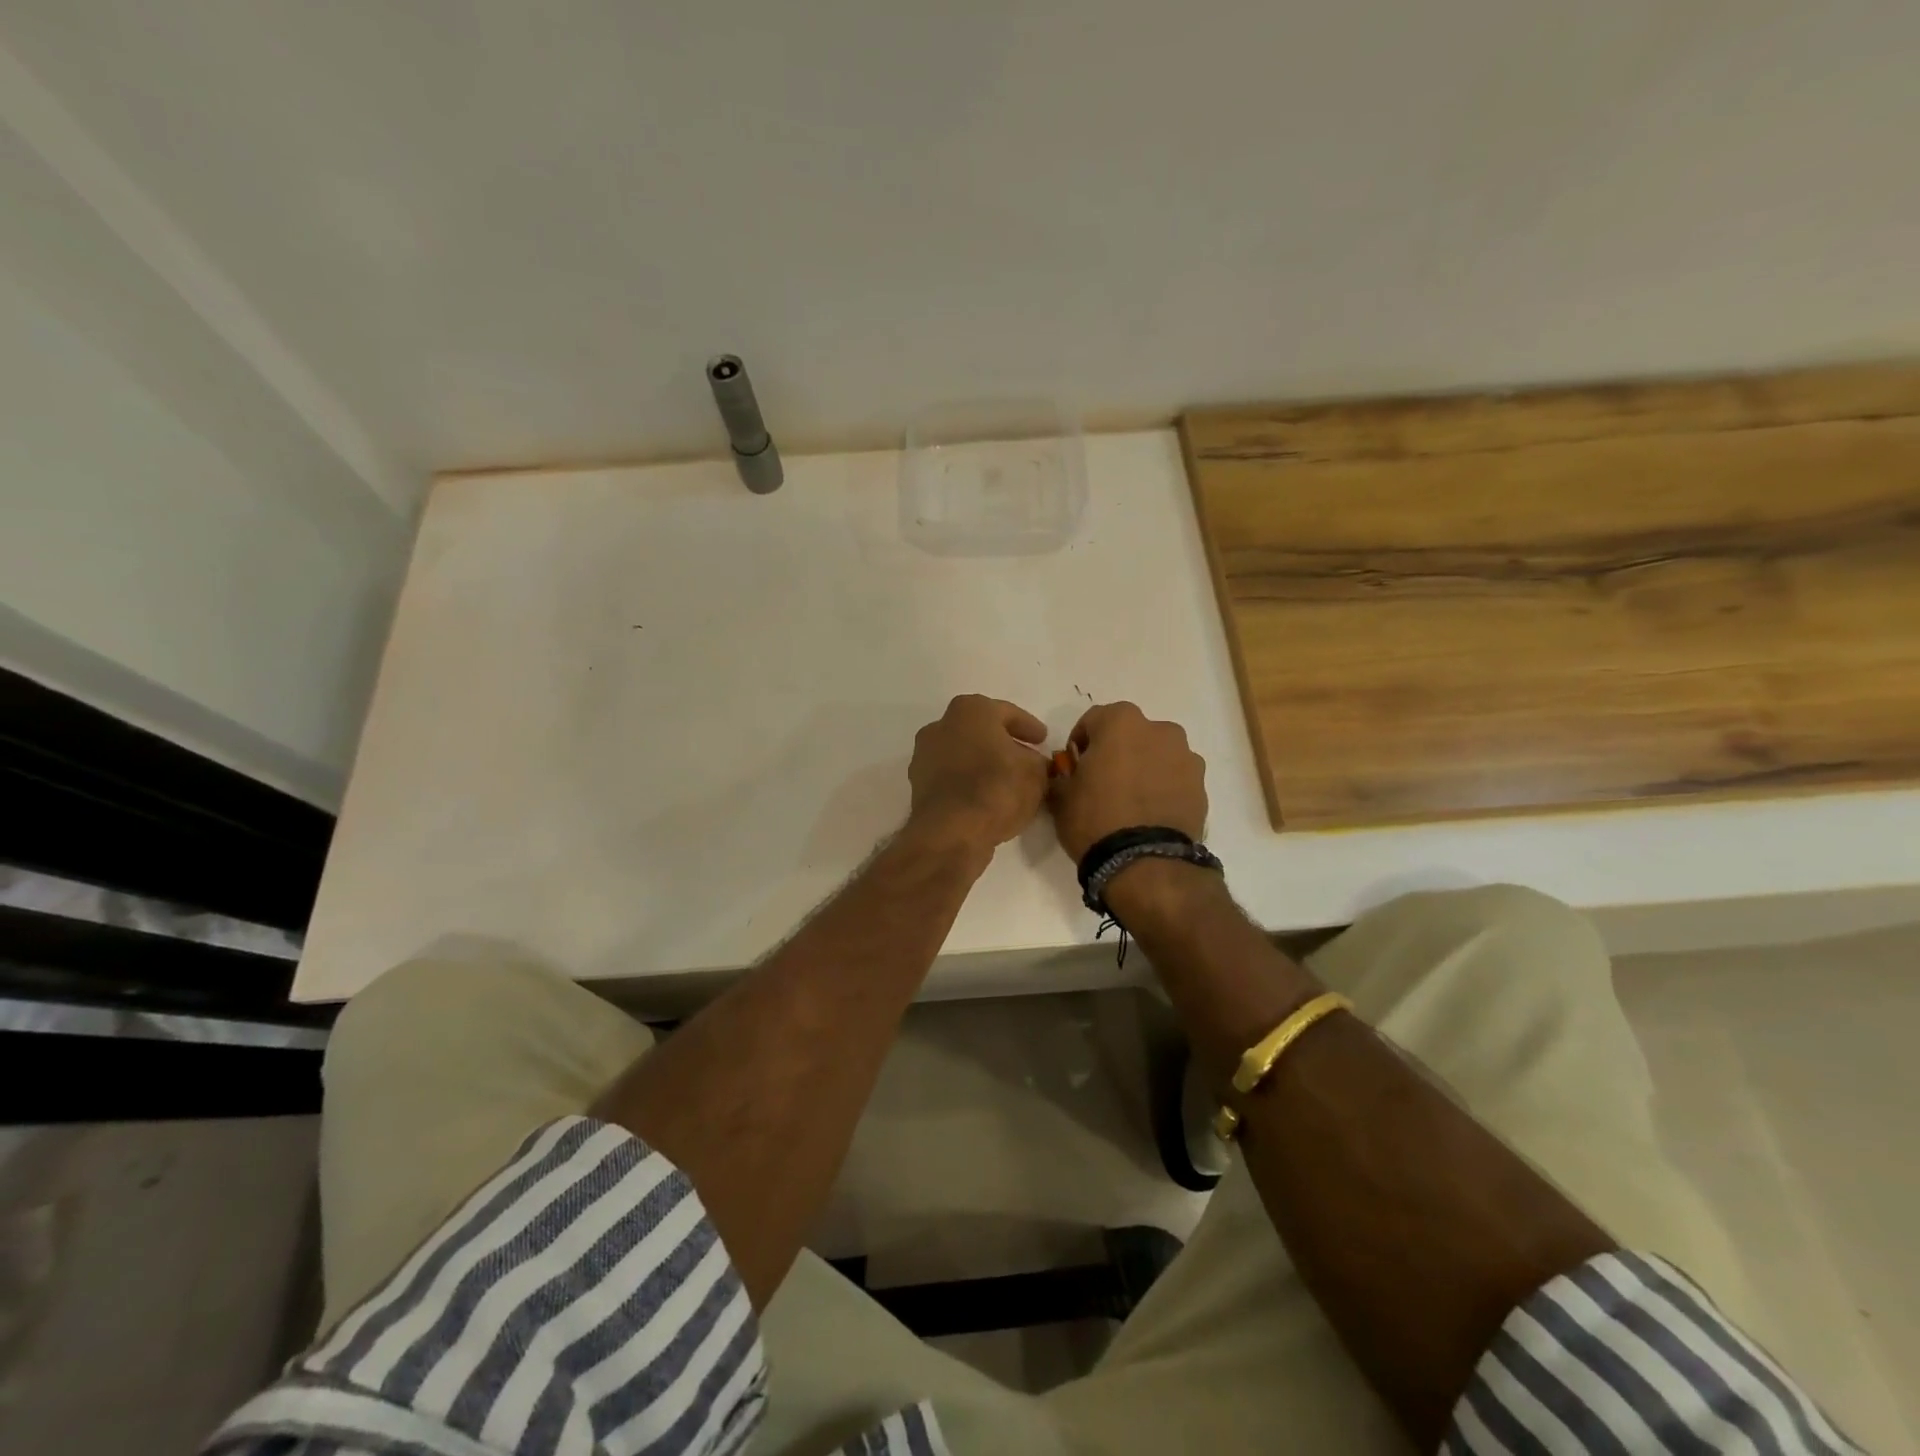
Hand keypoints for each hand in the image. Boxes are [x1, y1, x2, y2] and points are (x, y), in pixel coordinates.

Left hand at [906, 695, 1049, 853]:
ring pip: (963, 754)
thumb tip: (1033, 764)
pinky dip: (968, 783)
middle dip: (1003, 744)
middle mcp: (941, 726)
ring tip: (1008, 782)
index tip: (1043, 740)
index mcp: (970, 710)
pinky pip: (952, 777)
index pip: (1007, 713)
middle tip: (1026, 758)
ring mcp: (924, 756)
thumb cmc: (997, 788)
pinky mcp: (918, 785)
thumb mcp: (1035, 773)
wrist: (951, 832)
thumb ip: (1038, 762)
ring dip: (984, 764)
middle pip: (980, 732)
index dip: (1029, 727)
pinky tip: (986, 798)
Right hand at [1048, 702, 1207, 861]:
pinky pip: (1175, 778)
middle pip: (1131, 733)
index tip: (1074, 766)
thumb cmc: (1095, 819)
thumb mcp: (1061, 796)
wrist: (1145, 863)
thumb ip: (1062, 774)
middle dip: (1117, 751)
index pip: (1093, 720)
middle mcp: (1159, 730)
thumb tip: (1067, 773)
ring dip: (1144, 767)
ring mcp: (1186, 757)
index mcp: (1121, 722)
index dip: (1080, 742)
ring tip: (1131, 801)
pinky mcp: (1202, 785)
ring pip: (1157, 754)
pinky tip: (1150, 813)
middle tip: (1104, 782)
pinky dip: (1164, 787)